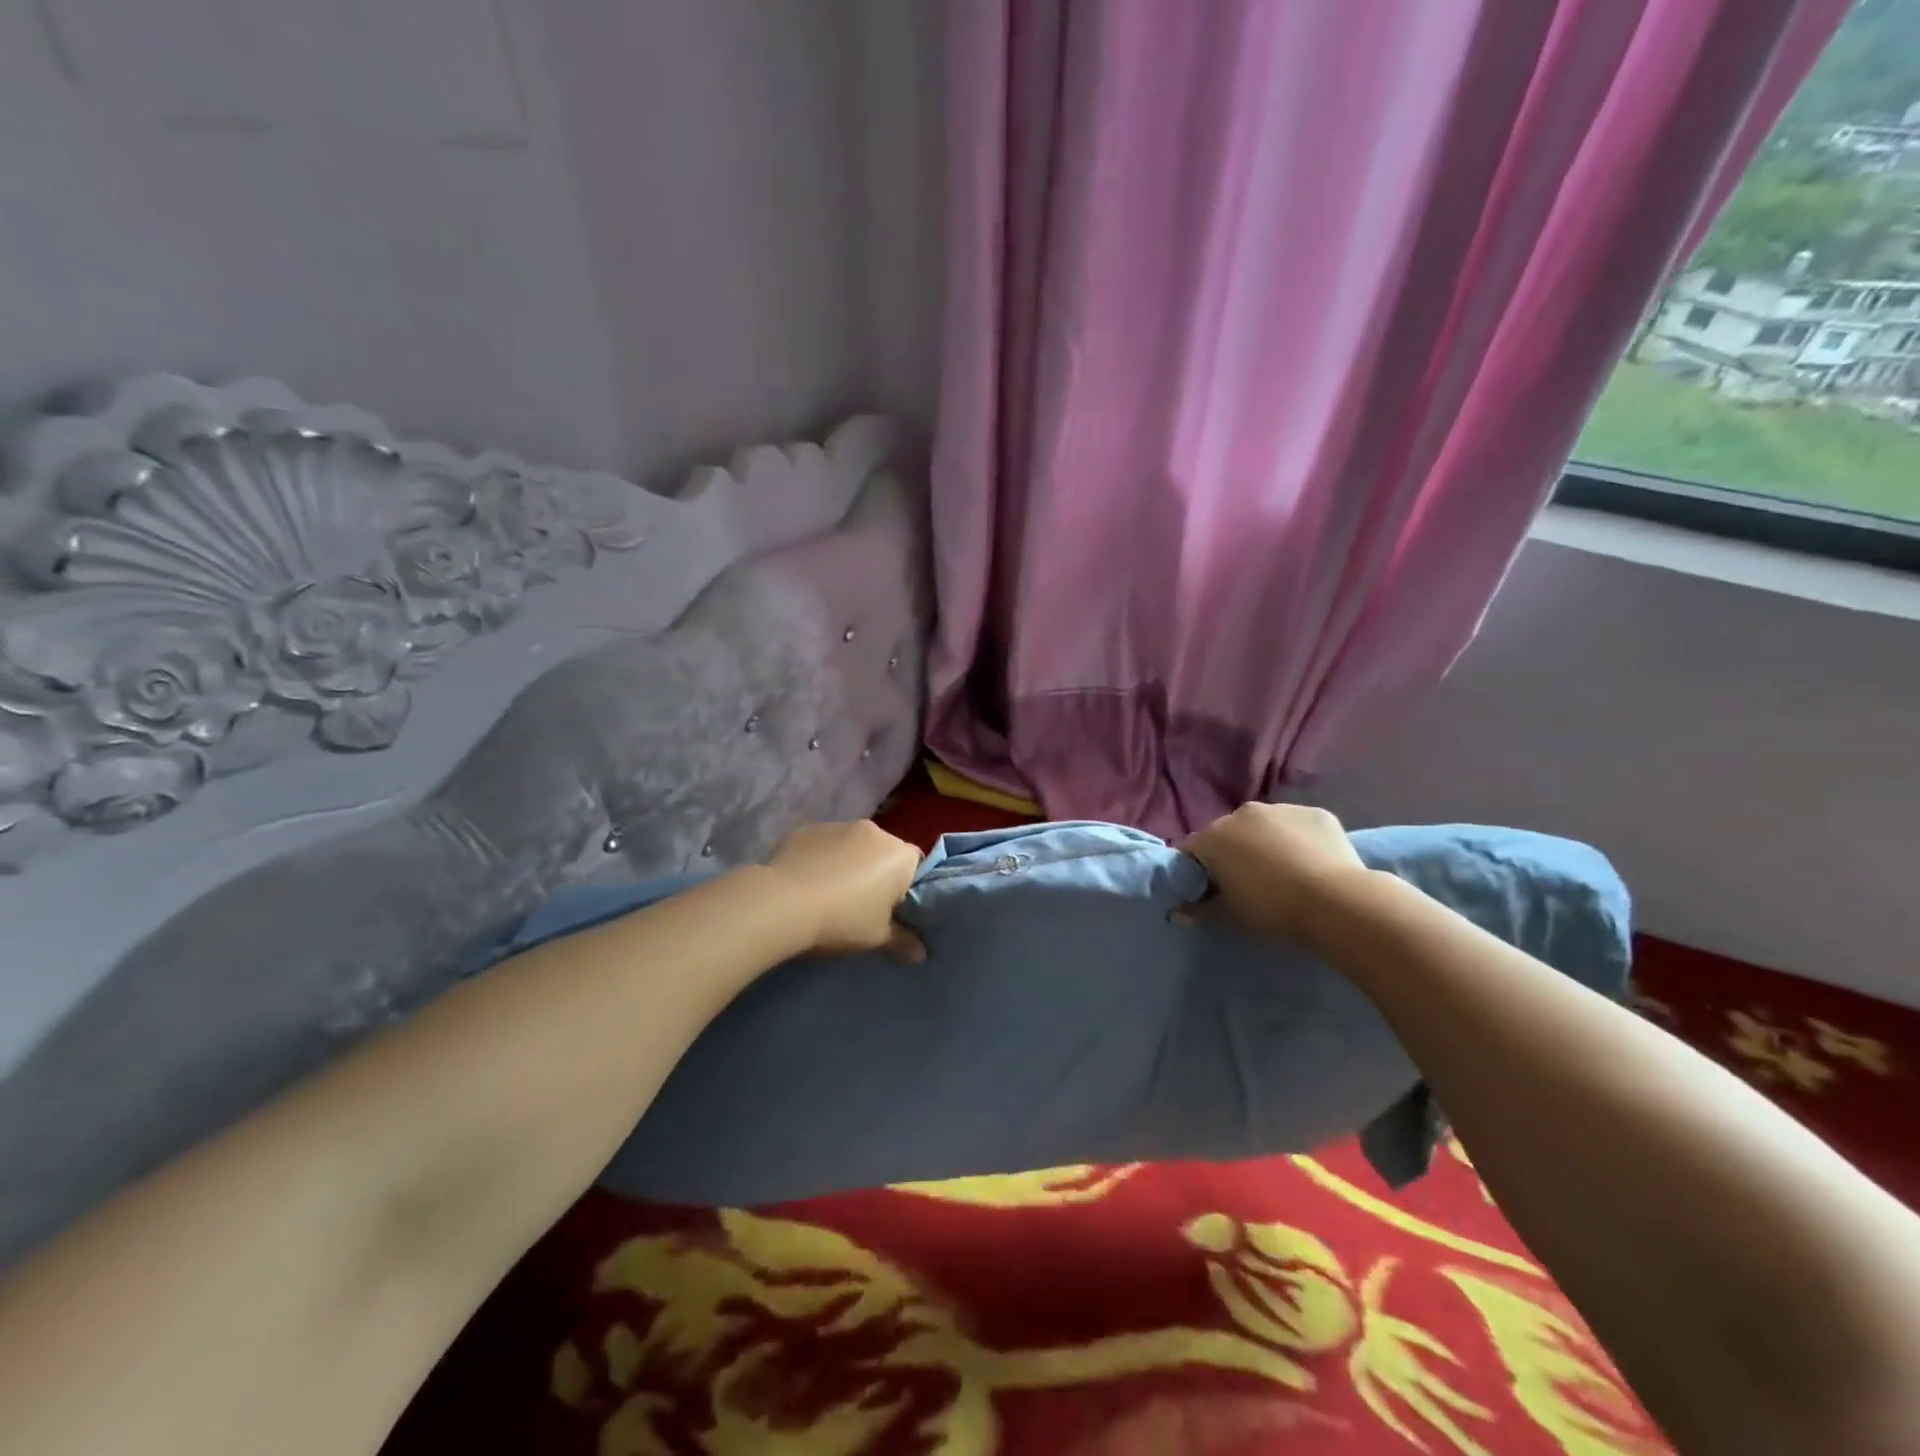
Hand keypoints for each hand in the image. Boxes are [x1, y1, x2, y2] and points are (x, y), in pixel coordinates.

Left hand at [765, 820, 925, 961]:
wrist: (782, 902)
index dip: (908, 887)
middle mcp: (874, 831)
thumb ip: (903, 942)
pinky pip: (824, 845)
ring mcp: (838, 826)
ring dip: (849, 863)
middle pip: (884, 852)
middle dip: (877, 873)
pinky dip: (821, 859)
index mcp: (900, 854)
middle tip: (864, 905)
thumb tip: (921, 954)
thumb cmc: (843, 919)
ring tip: (831, 894)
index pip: (917, 866)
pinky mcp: (807, 829)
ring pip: (853, 845)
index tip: (895, 909)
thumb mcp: (877, 938)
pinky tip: (807, 883)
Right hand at [1181, 802, 1369, 942]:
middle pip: (1228, 834)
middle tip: (1248, 883)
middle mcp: (1242, 813)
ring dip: (1266, 843)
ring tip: (1284, 873)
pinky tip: (1312, 864)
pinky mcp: (1315, 813)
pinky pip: (1297, 826)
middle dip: (1233, 853)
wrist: (1335, 901)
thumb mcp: (1230, 915)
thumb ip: (1200, 910)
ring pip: (1264, 827)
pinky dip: (1298, 840)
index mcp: (1214, 836)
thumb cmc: (1271, 908)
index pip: (1193, 851)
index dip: (1198, 872)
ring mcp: (1281, 809)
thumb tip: (1179, 913)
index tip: (1209, 891)